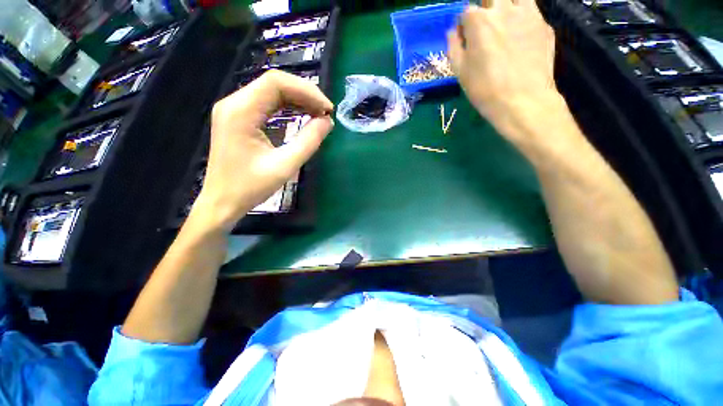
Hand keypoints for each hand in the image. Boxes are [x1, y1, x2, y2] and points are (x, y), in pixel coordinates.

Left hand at [193, 70, 333, 230]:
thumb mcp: (285, 165)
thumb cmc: (250, 187)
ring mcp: (234, 110)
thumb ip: (309, 141)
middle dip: (304, 95)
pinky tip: (302, 116)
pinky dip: (288, 108)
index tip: (327, 109)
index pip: (276, 83)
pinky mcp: (238, 119)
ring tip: (318, 114)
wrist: (222, 202)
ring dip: (298, 100)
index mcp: (241, 111)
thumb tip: (327, 122)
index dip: (307, 91)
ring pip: (271, 92)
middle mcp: (234, 103)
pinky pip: (267, 104)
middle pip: (274, 84)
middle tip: (326, 113)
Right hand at [448, 0, 557, 138]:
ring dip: (507, 6)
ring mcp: (528, 14)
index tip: (464, 38)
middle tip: (485, 26)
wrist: (523, 101)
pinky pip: (532, 13)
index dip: (463, 25)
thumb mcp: (460, 72)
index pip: (466, 11)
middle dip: (485, 6)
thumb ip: (454, 47)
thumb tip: (452, 33)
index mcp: (479, 22)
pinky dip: (523, 19)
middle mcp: (504, 10)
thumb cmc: (485, 89)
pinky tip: (521, 38)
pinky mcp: (544, 25)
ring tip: (505, 24)